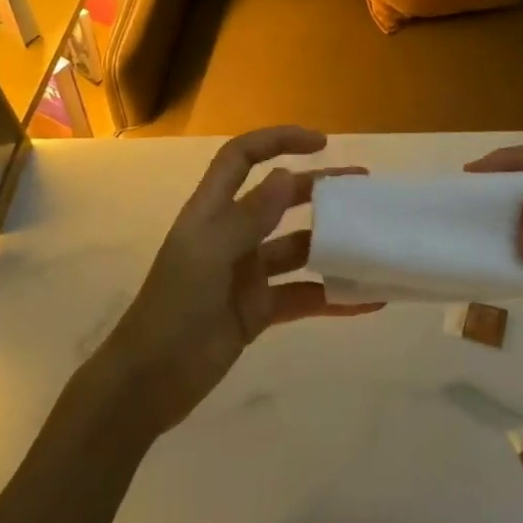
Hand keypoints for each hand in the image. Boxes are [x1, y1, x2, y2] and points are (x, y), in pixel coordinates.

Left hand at [102, 126, 380, 434]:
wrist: (149, 382)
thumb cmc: (174, 308)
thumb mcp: (209, 256)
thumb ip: (248, 217)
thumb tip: (285, 174)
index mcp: (212, 212)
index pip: (242, 158)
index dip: (277, 141)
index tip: (322, 143)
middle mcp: (232, 235)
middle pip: (279, 199)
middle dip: (318, 189)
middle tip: (363, 190)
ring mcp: (246, 274)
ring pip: (297, 249)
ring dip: (332, 245)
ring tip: (373, 244)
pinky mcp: (258, 310)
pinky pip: (303, 296)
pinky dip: (333, 296)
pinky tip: (368, 300)